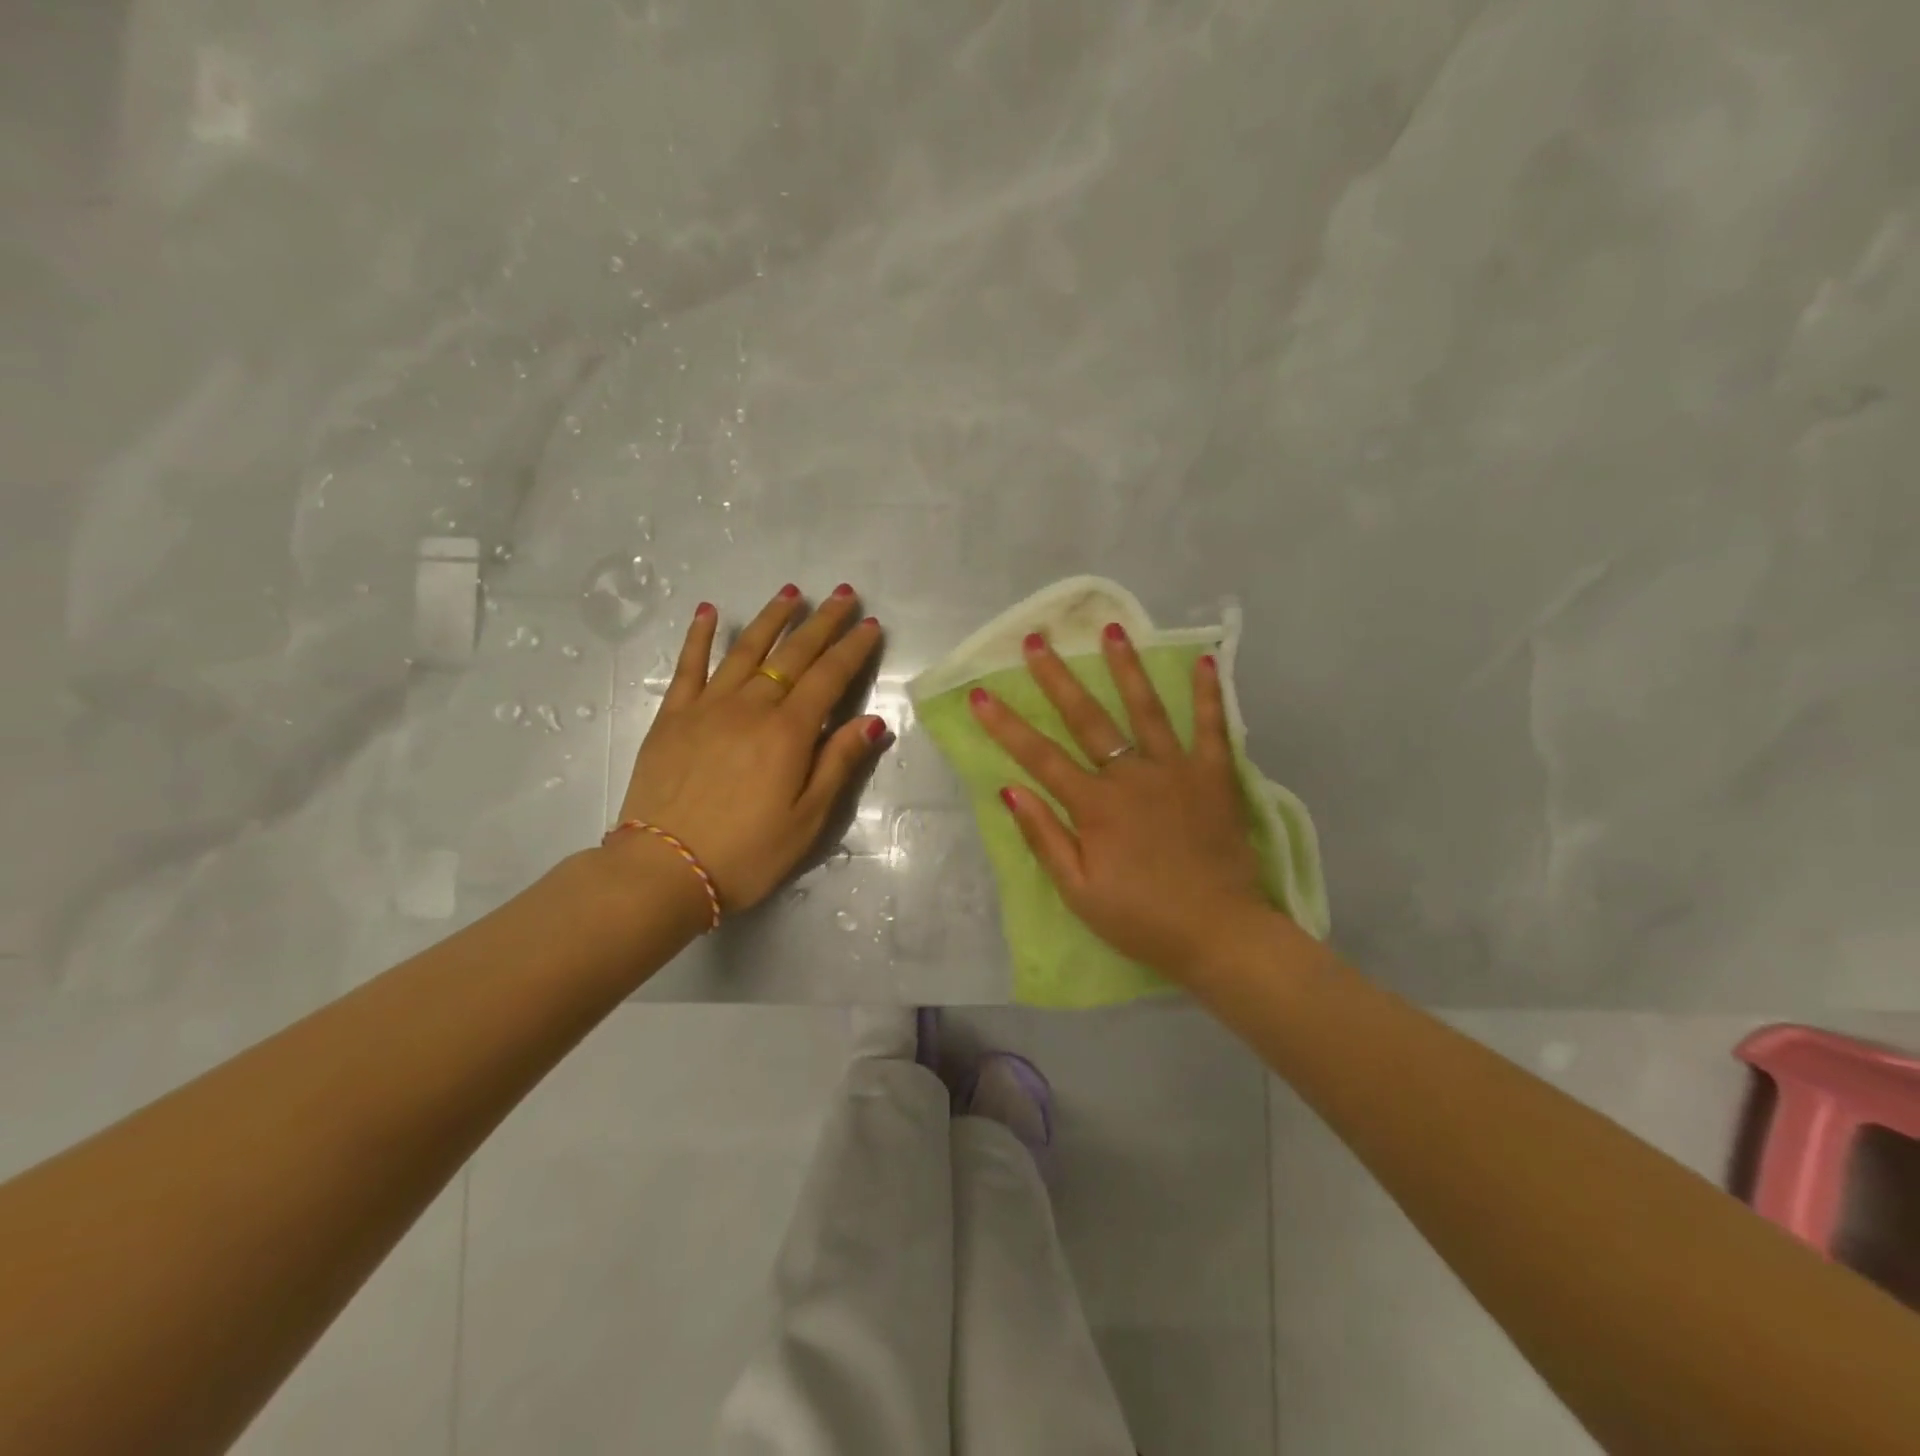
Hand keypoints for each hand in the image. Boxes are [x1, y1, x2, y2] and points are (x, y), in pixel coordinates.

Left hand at [614, 584, 888, 913]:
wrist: (664, 870)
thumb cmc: (747, 853)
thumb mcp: (808, 819)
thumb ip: (839, 763)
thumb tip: (872, 720)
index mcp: (789, 732)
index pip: (829, 677)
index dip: (853, 648)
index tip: (871, 624)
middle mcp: (751, 706)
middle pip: (793, 654)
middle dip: (821, 622)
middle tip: (841, 593)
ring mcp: (707, 707)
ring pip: (746, 650)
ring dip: (771, 618)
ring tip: (791, 592)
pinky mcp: (672, 717)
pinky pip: (689, 666)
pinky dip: (699, 636)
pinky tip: (708, 612)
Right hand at [968, 625, 1274, 982]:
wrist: (1220, 934)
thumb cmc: (1142, 919)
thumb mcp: (1079, 891)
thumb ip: (1044, 837)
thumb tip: (1009, 789)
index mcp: (1095, 806)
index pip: (1039, 756)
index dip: (1006, 725)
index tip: (981, 694)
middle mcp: (1132, 776)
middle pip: (1087, 718)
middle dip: (1056, 678)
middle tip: (1036, 641)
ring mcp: (1176, 771)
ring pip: (1146, 708)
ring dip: (1125, 667)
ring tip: (1111, 630)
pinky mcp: (1215, 777)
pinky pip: (1212, 727)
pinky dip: (1208, 693)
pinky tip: (1204, 660)